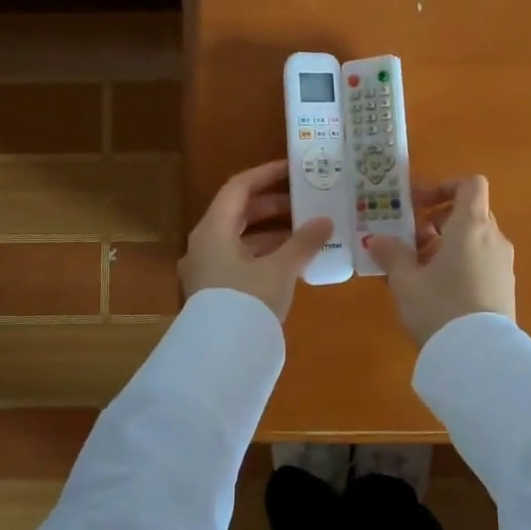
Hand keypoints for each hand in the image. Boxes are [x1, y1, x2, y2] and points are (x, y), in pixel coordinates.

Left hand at [179, 160, 334, 321]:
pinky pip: (239, 259)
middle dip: (273, 204)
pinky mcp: (213, 291)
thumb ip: (303, 242)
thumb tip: (326, 221)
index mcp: (213, 229)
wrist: (220, 359)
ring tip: (305, 230)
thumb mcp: (281, 269)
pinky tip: (290, 260)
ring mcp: (205, 268)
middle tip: (305, 200)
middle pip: (238, 212)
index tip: (293, 169)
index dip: (266, 174)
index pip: (238, 187)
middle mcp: (204, 243)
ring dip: (271, 231)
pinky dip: (263, 253)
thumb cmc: (247, 302)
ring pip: (239, 237)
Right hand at [367, 175, 514, 346]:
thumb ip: (391, 254)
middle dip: (438, 220)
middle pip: (470, 212)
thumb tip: (377, 239)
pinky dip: (461, 263)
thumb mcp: (405, 280)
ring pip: (475, 239)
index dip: (445, 186)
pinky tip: (437, 290)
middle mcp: (493, 238)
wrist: (479, 358)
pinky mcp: (505, 288)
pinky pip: (482, 262)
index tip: (419, 204)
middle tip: (411, 239)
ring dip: (448, 244)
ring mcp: (503, 264)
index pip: (471, 185)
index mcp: (471, 226)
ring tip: (419, 268)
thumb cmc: (439, 307)